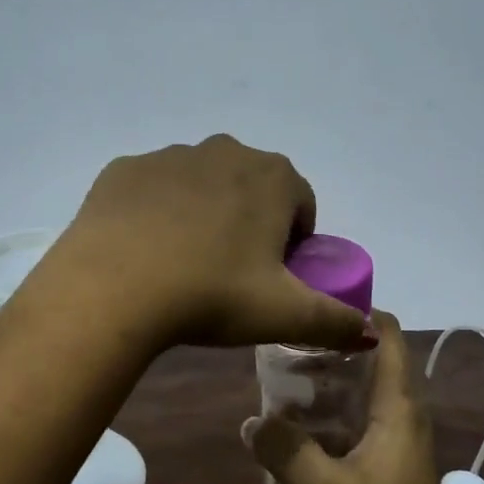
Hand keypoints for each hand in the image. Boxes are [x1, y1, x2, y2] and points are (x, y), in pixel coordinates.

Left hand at [40, 135, 372, 351]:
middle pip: (252, 189)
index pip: (300, 205)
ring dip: (204, 215)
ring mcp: (169, 155)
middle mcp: (225, 151)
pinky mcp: (124, 169)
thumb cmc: (212, 295)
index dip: (293, 243)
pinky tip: (145, 251)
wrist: (113, 288)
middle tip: (230, 275)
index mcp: (272, 177)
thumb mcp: (284, 315)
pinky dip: (156, 212)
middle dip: (250, 223)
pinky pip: (153, 190)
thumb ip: (335, 321)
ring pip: (202, 185)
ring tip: (184, 266)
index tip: (273, 278)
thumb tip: (369, 332)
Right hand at [247, 312, 461, 483]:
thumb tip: (251, 420)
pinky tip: (302, 427)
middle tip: (290, 341)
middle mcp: (406, 418)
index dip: (361, 313)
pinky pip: (366, 423)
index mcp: (399, 409)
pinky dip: (338, 413)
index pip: (391, 337)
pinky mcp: (393, 468)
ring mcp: (402, 444)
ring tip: (288, 376)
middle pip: (378, 362)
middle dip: (338, 347)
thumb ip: (285, 450)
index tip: (318, 304)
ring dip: (336, 382)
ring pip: (370, 395)